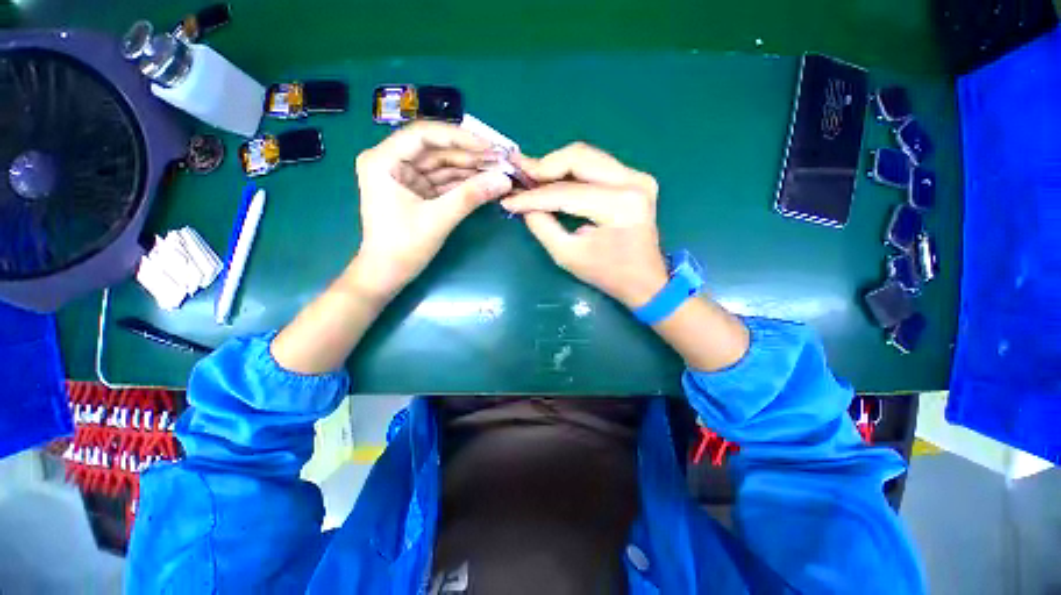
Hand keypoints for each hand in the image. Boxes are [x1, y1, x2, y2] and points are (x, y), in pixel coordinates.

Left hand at [349, 122, 512, 299]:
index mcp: (384, 160)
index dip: (460, 138)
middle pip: (436, 149)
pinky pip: (443, 180)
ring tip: (498, 170)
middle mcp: (392, 161)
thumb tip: (505, 180)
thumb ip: (471, 196)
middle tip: (500, 160)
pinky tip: (485, 181)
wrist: (388, 274)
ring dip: (470, 169)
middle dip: (469, 155)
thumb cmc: (403, 247)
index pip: (425, 135)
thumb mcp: (439, 219)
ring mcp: (405, 176)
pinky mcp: (417, 190)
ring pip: (442, 165)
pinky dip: (463, 183)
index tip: (489, 147)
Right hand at [502, 143, 668, 308]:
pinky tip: (554, 179)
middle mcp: (633, 182)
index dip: (534, 197)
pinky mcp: (636, 178)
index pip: (566, 193)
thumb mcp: (568, 256)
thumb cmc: (607, 274)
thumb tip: (524, 205)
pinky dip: (572, 171)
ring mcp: (638, 177)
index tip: (509, 199)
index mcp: (619, 206)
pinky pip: (596, 165)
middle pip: (579, 157)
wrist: (644, 280)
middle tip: (520, 175)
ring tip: (532, 177)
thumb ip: (542, 227)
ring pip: (587, 156)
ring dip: (556, 166)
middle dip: (544, 166)